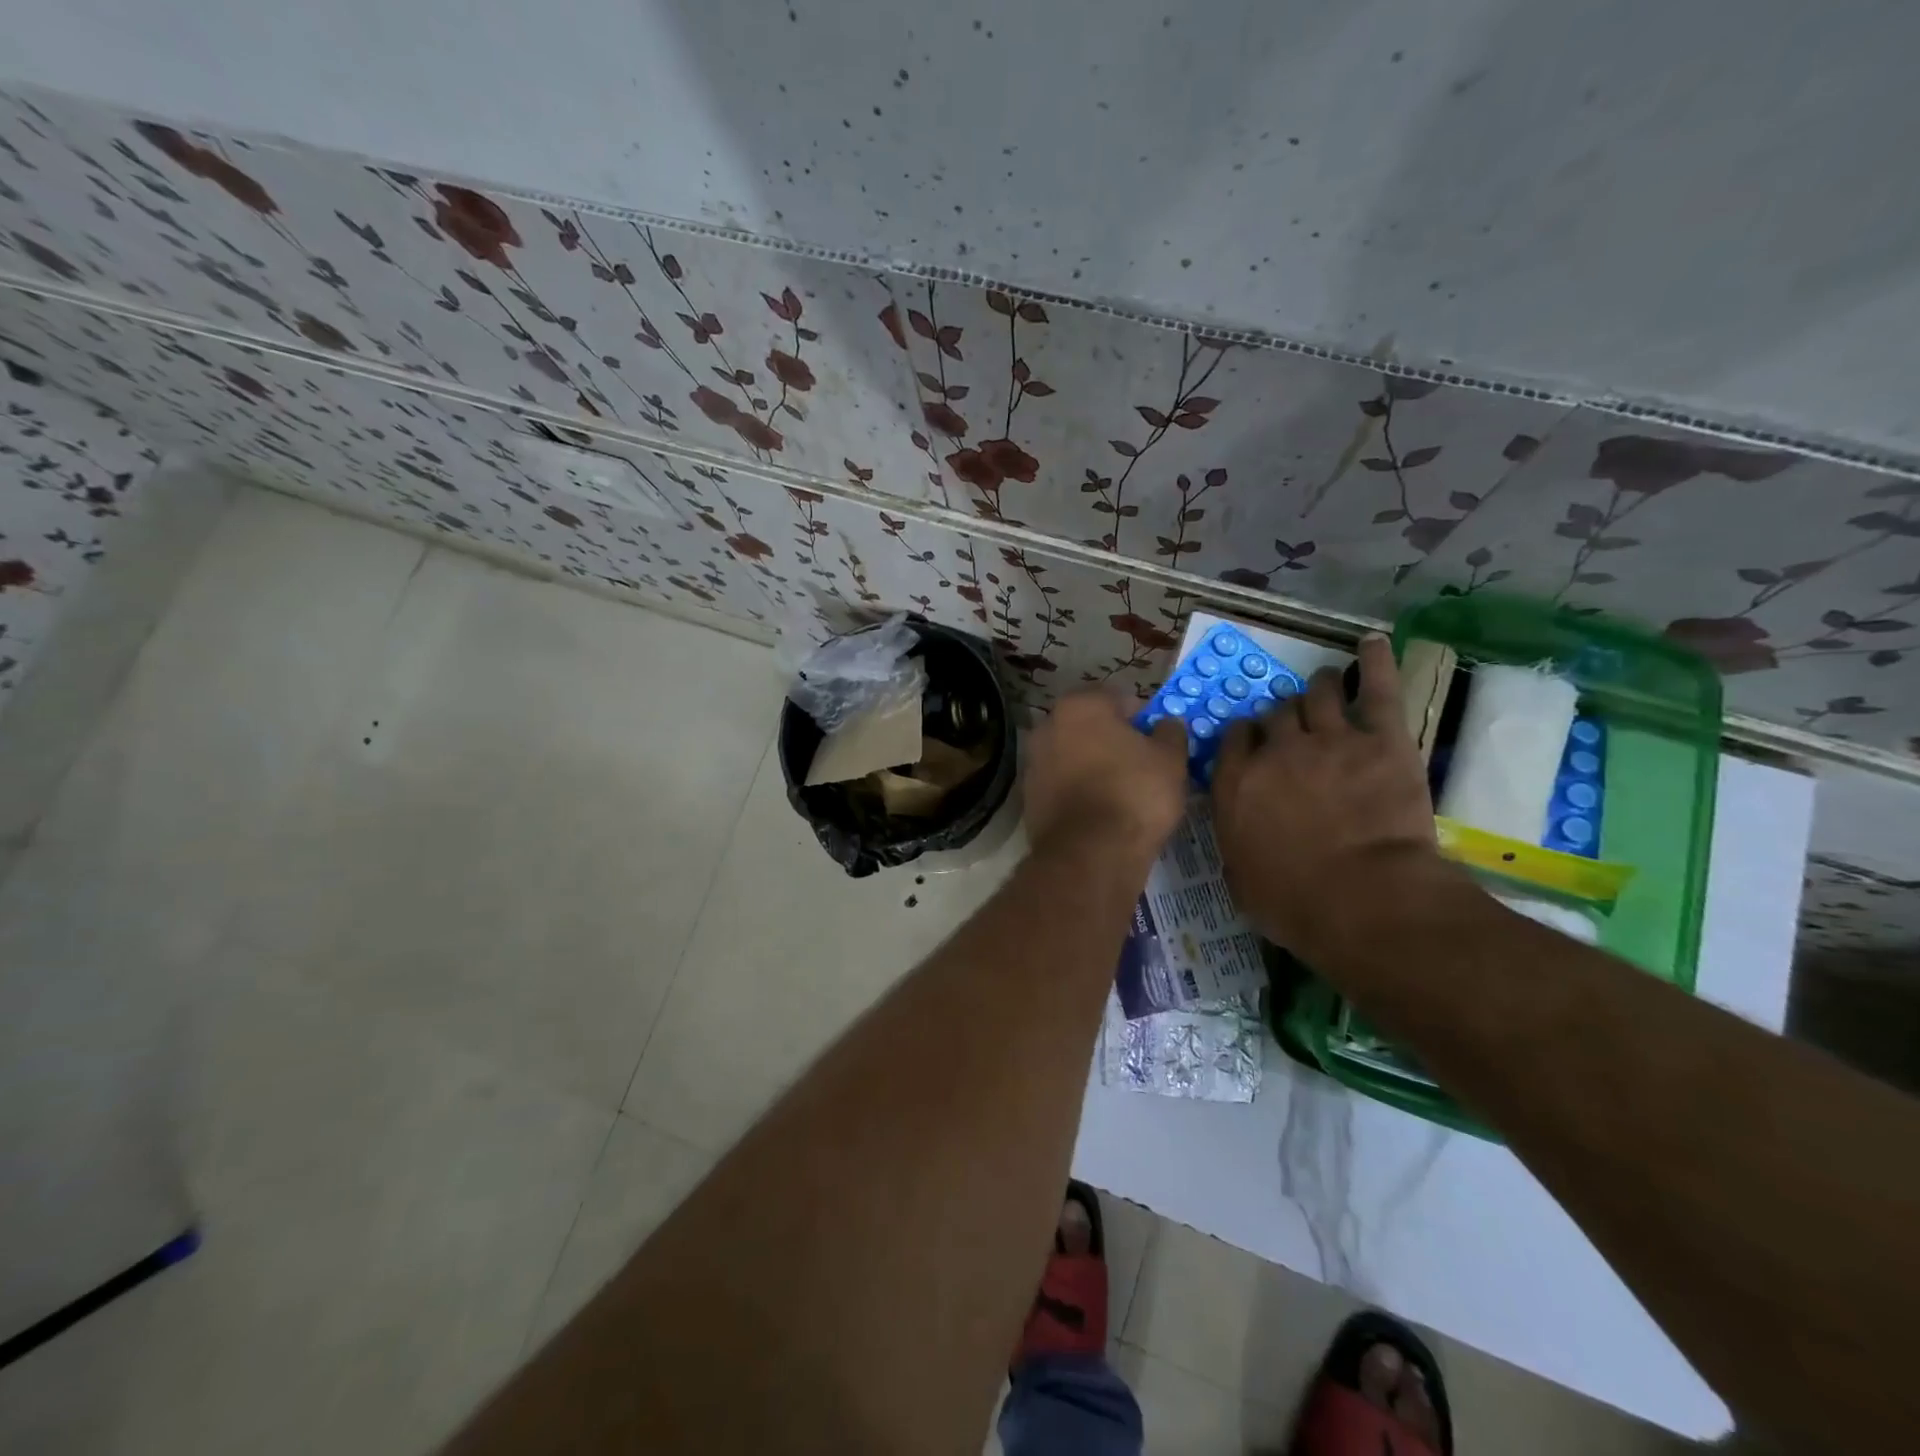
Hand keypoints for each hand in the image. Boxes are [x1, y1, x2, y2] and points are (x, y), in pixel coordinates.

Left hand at [1025, 689, 1188, 861]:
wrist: (1091, 854)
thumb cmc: (1135, 793)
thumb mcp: (1171, 758)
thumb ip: (1170, 732)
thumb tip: (1165, 725)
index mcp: (1080, 706)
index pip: (1118, 698)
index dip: (1143, 717)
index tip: (1159, 740)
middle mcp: (1048, 726)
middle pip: (1090, 726)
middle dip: (1114, 740)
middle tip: (1142, 764)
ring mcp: (1033, 763)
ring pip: (1074, 756)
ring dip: (1094, 766)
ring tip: (1123, 792)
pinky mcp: (1029, 798)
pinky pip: (1062, 785)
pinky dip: (1079, 791)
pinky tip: (1102, 811)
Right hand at [1210, 636, 1440, 954]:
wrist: (1363, 899)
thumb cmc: (1293, 903)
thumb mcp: (1241, 879)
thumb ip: (1235, 841)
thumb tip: (1238, 830)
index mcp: (1236, 783)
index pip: (1235, 739)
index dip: (1246, 736)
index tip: (1254, 741)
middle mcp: (1275, 751)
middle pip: (1275, 715)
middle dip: (1282, 716)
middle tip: (1295, 724)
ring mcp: (1328, 739)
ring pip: (1316, 694)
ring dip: (1319, 687)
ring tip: (1326, 683)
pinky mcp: (1380, 739)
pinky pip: (1377, 689)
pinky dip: (1376, 662)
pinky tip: (1372, 642)